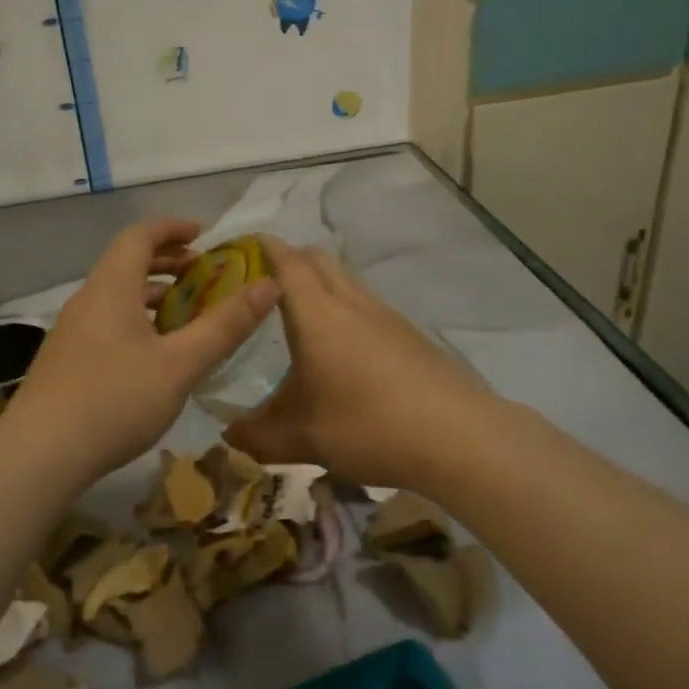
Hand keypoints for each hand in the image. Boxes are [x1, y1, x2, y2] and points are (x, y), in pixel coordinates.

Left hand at [6, 218, 279, 482]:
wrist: (40, 455)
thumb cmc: (115, 400)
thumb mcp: (181, 363)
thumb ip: (225, 325)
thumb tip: (269, 285)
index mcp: (111, 287)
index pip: (139, 236)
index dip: (172, 228)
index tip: (202, 234)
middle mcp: (88, 300)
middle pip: (127, 264)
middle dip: (168, 262)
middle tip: (203, 275)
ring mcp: (72, 332)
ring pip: (117, 297)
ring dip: (154, 295)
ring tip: (188, 315)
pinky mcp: (67, 361)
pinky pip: (108, 322)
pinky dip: (138, 321)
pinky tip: (156, 355)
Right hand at [224, 237, 487, 493]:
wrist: (458, 436)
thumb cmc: (369, 427)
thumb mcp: (305, 439)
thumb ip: (260, 436)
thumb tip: (230, 435)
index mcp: (317, 315)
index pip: (286, 262)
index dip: (262, 248)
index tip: (240, 250)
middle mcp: (351, 302)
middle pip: (317, 259)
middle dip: (288, 261)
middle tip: (262, 288)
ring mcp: (385, 315)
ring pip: (345, 280)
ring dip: (319, 285)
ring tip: (299, 321)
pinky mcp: (408, 333)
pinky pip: (366, 304)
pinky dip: (344, 309)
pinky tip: (342, 351)